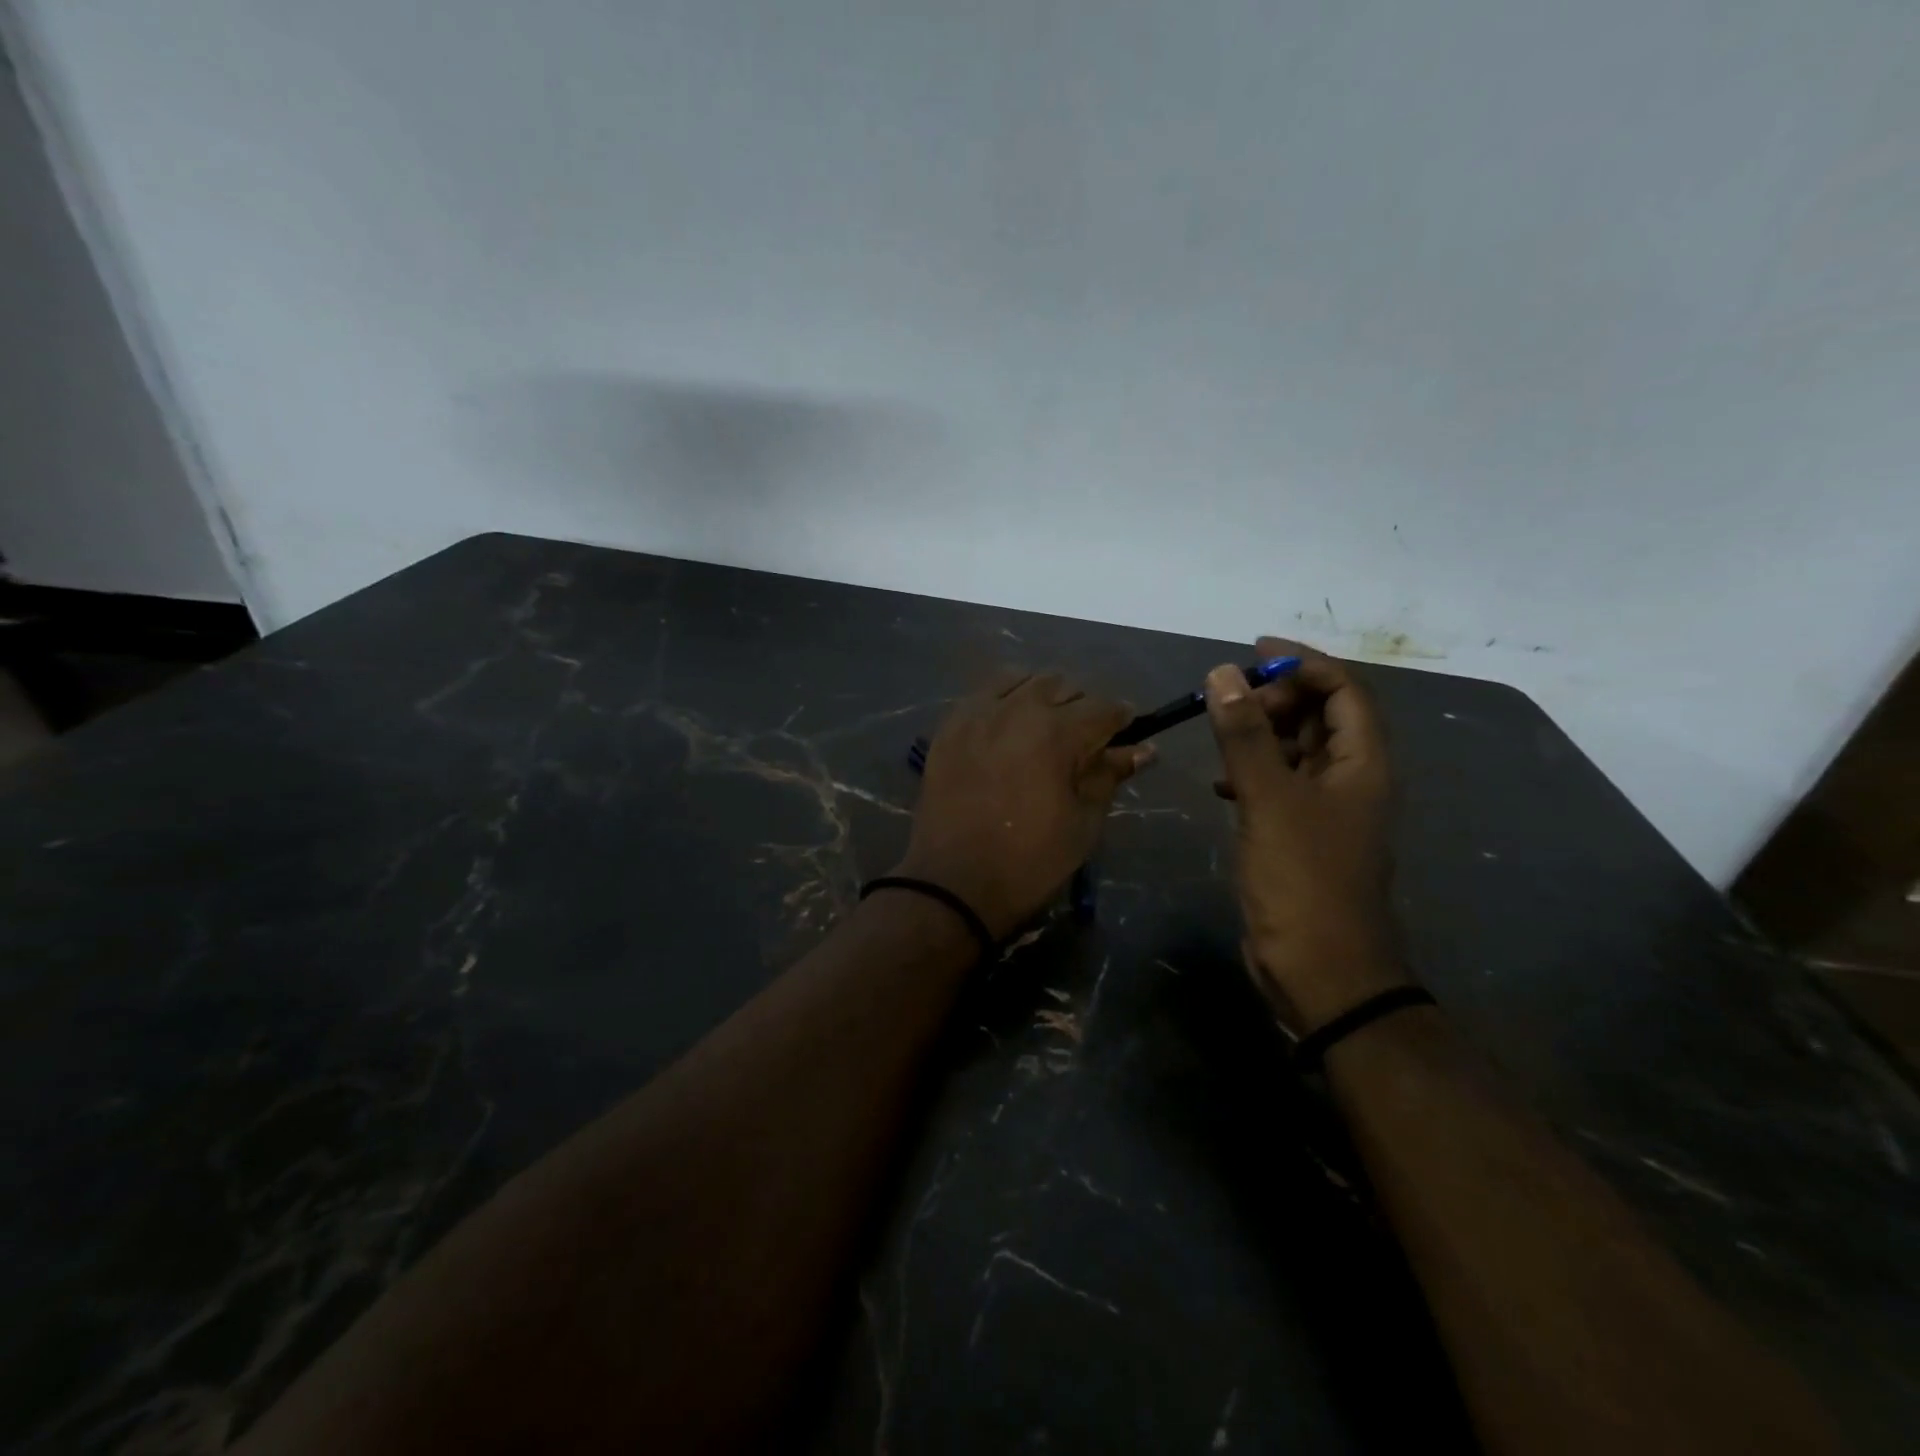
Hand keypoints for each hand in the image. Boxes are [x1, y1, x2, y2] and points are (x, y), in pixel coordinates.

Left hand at [896, 671, 1155, 938]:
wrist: (953, 883)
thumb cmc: (1029, 861)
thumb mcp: (1083, 823)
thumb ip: (1109, 776)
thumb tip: (1144, 749)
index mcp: (1057, 733)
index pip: (1104, 708)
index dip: (1123, 719)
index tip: (1126, 735)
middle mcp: (1017, 709)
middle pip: (1063, 686)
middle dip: (1082, 707)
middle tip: (1084, 740)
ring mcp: (977, 713)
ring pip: (1022, 680)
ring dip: (1042, 696)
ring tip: (1044, 727)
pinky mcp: (949, 726)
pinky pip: (984, 693)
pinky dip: (1004, 699)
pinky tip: (1007, 725)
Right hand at [1205, 638, 1410, 1031]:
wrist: (1320, 969)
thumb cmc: (1302, 879)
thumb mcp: (1269, 799)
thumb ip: (1245, 735)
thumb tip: (1224, 673)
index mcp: (1362, 764)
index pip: (1344, 691)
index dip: (1304, 664)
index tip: (1255, 652)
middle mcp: (1351, 780)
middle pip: (1322, 717)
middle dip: (1277, 698)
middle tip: (1230, 700)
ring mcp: (1325, 810)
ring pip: (1297, 751)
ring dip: (1261, 734)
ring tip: (1220, 732)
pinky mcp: (1299, 836)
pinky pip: (1278, 784)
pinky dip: (1251, 772)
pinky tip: (1221, 784)